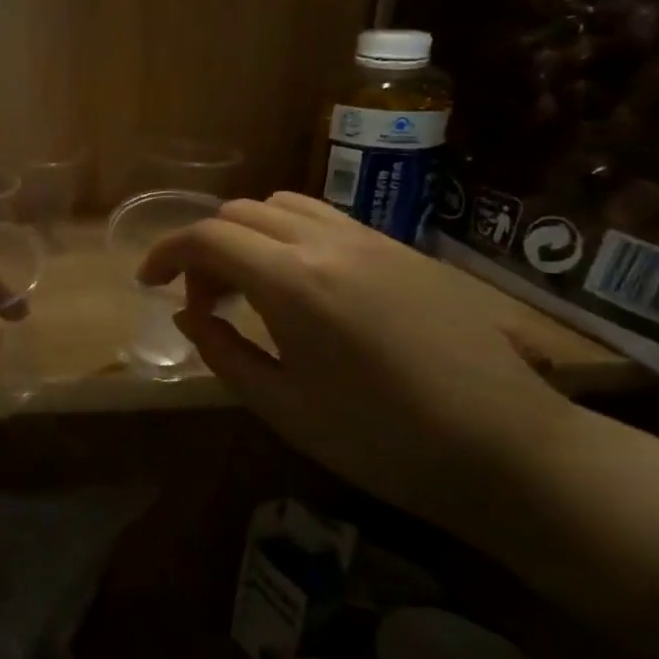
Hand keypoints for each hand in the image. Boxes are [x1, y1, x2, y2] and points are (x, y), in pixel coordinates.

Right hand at [137, 193, 576, 529]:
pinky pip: (328, 220)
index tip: (148, 281)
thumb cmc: (382, 440)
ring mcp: (373, 241)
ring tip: (249, 286)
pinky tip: (303, 287)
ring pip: (284, 206)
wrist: (511, 452)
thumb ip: (221, 349)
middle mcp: (328, 243)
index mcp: (292, 282)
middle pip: (240, 212)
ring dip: (248, 234)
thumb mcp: (281, 405)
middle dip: (205, 248)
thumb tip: (187, 314)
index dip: (166, 253)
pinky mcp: (405, 252)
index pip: (206, 237)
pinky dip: (290, 236)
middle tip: (205, 301)